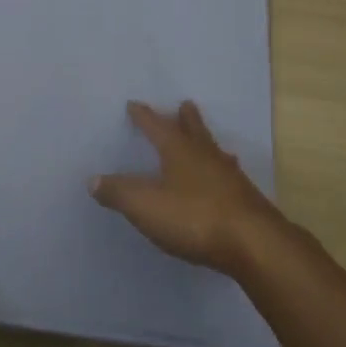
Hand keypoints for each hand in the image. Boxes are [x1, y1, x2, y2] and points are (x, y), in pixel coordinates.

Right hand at [90, 100, 288, 277]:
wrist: (253, 242)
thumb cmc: (194, 217)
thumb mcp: (146, 206)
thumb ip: (119, 193)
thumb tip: (93, 179)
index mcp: (178, 150)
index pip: (156, 126)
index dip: (144, 116)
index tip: (134, 104)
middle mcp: (205, 154)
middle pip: (193, 129)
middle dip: (185, 118)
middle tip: (185, 104)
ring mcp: (229, 175)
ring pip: (214, 150)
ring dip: (206, 141)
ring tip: (205, 139)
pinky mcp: (245, 197)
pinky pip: (228, 174)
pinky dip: (222, 169)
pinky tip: (226, 178)